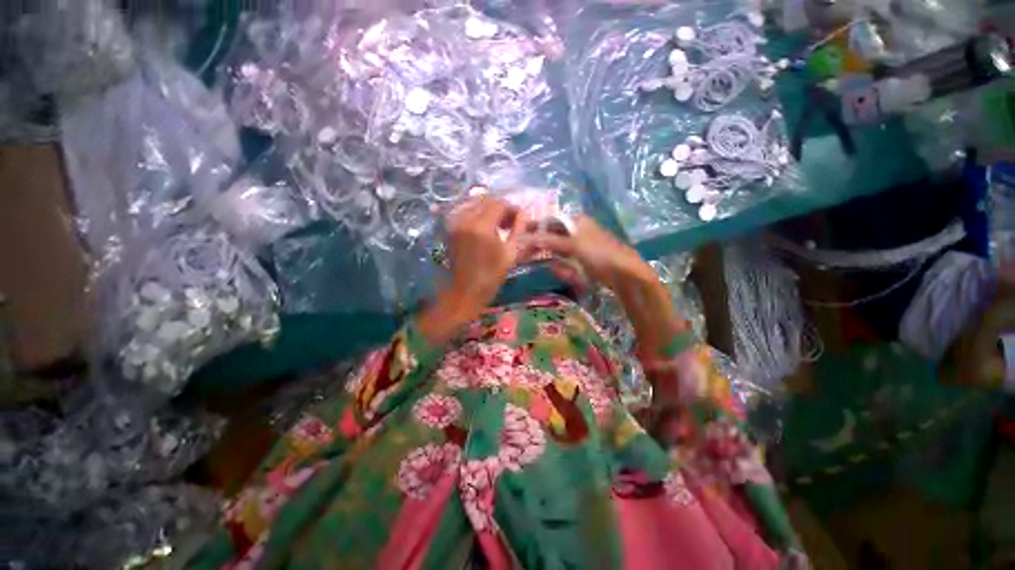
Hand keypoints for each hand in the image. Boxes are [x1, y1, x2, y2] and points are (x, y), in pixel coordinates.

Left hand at [446, 196, 526, 308]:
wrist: (466, 290)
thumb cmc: (492, 276)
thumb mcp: (510, 253)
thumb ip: (518, 229)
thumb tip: (524, 212)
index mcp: (482, 227)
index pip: (499, 204)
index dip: (512, 208)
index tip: (519, 219)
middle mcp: (465, 220)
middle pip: (486, 200)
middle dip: (501, 207)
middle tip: (510, 221)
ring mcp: (455, 223)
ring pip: (474, 203)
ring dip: (488, 208)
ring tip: (497, 223)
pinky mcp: (450, 228)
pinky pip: (464, 210)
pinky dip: (476, 212)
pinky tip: (484, 224)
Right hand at [535, 214, 654, 292]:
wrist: (625, 274)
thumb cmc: (600, 253)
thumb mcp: (574, 244)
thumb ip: (550, 241)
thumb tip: (527, 238)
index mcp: (577, 221)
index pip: (551, 221)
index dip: (536, 227)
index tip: (520, 233)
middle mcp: (578, 232)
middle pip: (553, 236)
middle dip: (539, 244)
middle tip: (523, 253)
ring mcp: (581, 249)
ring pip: (558, 251)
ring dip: (547, 256)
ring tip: (532, 261)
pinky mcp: (583, 263)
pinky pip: (567, 264)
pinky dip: (561, 267)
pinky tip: (555, 270)